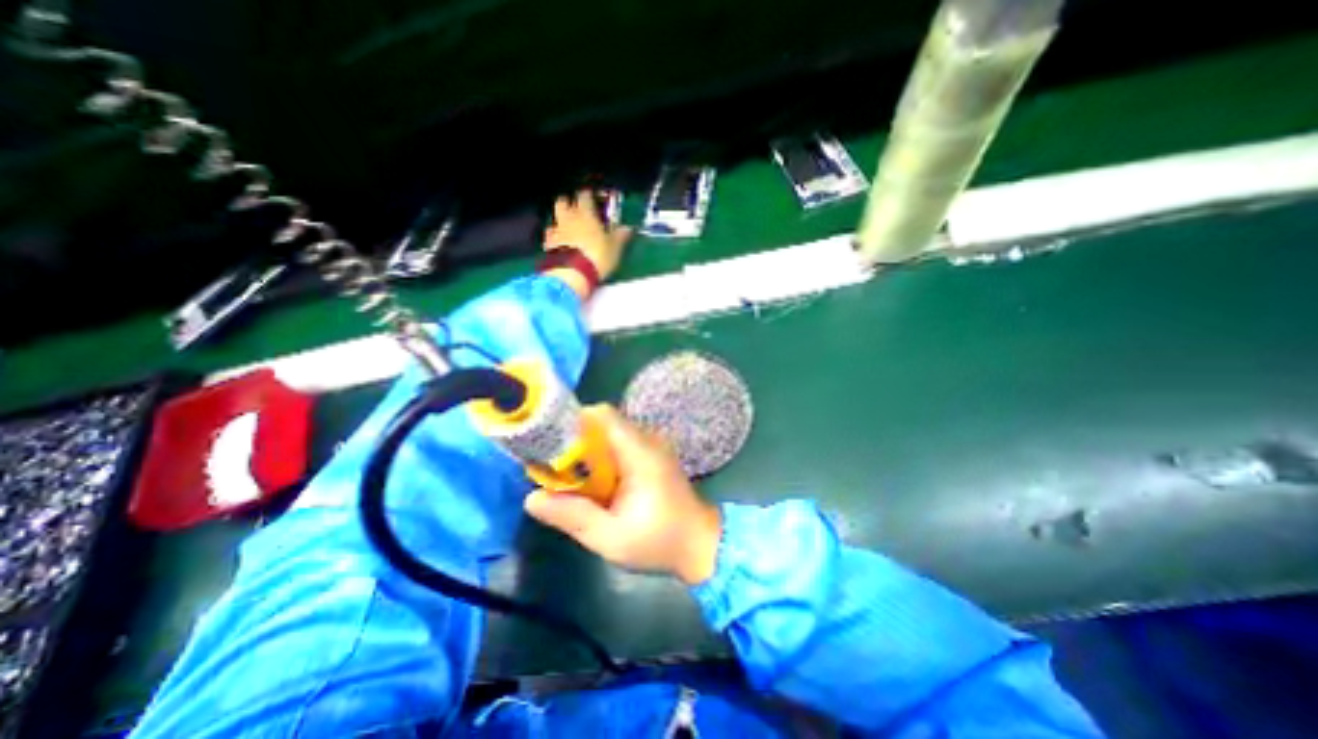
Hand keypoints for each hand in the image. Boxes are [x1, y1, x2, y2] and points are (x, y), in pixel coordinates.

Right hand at [522, 404, 719, 581]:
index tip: (549, 444)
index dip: (572, 423)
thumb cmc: (659, 541)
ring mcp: (651, 446)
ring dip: (586, 451)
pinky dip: (601, 458)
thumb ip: (572, 516)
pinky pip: (619, 445)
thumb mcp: (610, 537)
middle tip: (553, 468)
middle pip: (602, 423)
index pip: (602, 415)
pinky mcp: (651, 456)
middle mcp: (646, 440)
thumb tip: (532, 498)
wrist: (700, 543)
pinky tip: (593, 485)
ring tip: (569, 479)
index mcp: (639, 452)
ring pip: (608, 434)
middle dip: (574, 441)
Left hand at [539, 191, 632, 283]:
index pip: (584, 195)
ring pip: (555, 218)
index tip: (592, 198)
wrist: (571, 274)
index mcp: (585, 213)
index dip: (588, 195)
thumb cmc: (597, 256)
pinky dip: (555, 237)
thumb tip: (627, 228)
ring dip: (561, 221)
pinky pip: (550, 236)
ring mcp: (556, 231)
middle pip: (563, 201)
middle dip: (569, 203)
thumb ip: (619, 236)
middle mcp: (568, 217)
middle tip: (577, 210)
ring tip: (569, 229)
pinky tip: (561, 245)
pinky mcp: (547, 245)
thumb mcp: (614, 247)